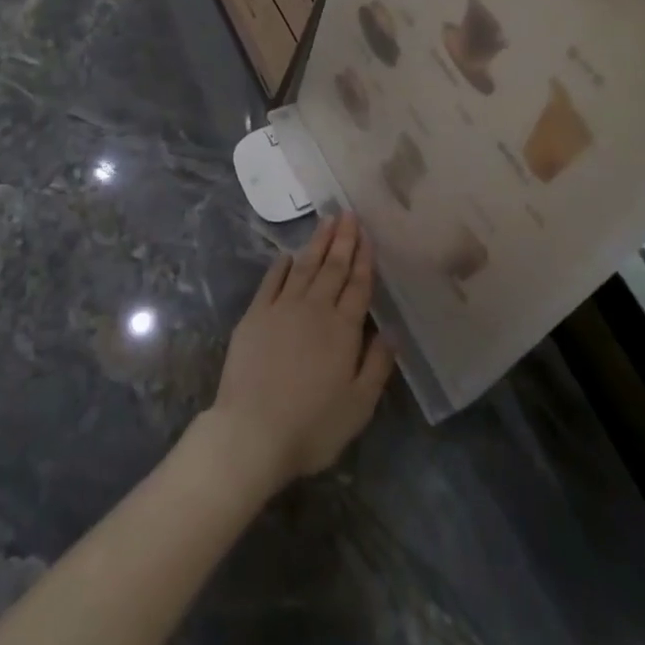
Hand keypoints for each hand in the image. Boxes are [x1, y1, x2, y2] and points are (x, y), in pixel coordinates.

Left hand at [201, 213, 396, 495]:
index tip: (367, 235)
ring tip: (327, 220)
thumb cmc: (312, 425)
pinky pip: (272, 281)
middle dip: (343, 240)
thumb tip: (392, 331)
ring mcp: (282, 308)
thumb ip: (378, 364)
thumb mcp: (359, 405)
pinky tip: (290, 255)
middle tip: (348, 213)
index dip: (364, 259)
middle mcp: (315, 309)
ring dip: (317, 243)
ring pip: (305, 267)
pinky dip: (283, 265)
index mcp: (343, 329)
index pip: (358, 286)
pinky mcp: (255, 315)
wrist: (252, 431)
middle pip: (333, 268)